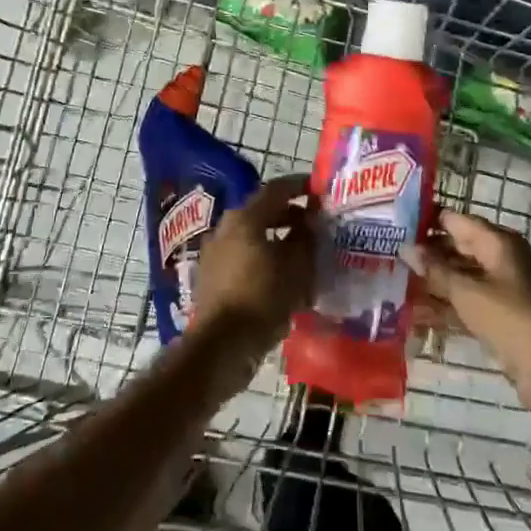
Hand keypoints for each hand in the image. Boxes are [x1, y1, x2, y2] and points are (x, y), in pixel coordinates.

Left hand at [190, 175, 316, 353]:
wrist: (222, 344)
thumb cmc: (263, 298)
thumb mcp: (296, 268)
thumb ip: (305, 240)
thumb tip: (309, 224)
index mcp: (245, 218)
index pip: (276, 189)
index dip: (300, 186)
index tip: (319, 190)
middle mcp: (225, 228)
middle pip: (262, 212)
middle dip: (290, 216)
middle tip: (314, 225)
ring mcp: (214, 252)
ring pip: (252, 235)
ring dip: (276, 239)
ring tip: (301, 254)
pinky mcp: (211, 275)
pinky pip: (242, 256)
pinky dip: (263, 258)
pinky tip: (280, 277)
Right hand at [402, 211, 530, 435]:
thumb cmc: (514, 320)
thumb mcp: (469, 292)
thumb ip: (436, 270)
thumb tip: (406, 247)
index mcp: (498, 243)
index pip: (455, 220)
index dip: (425, 220)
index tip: (392, 223)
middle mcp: (500, 261)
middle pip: (456, 249)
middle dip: (424, 255)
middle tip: (386, 257)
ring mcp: (501, 291)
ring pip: (459, 279)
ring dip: (431, 284)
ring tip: (392, 286)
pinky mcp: (500, 318)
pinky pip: (466, 305)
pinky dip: (444, 308)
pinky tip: (414, 316)